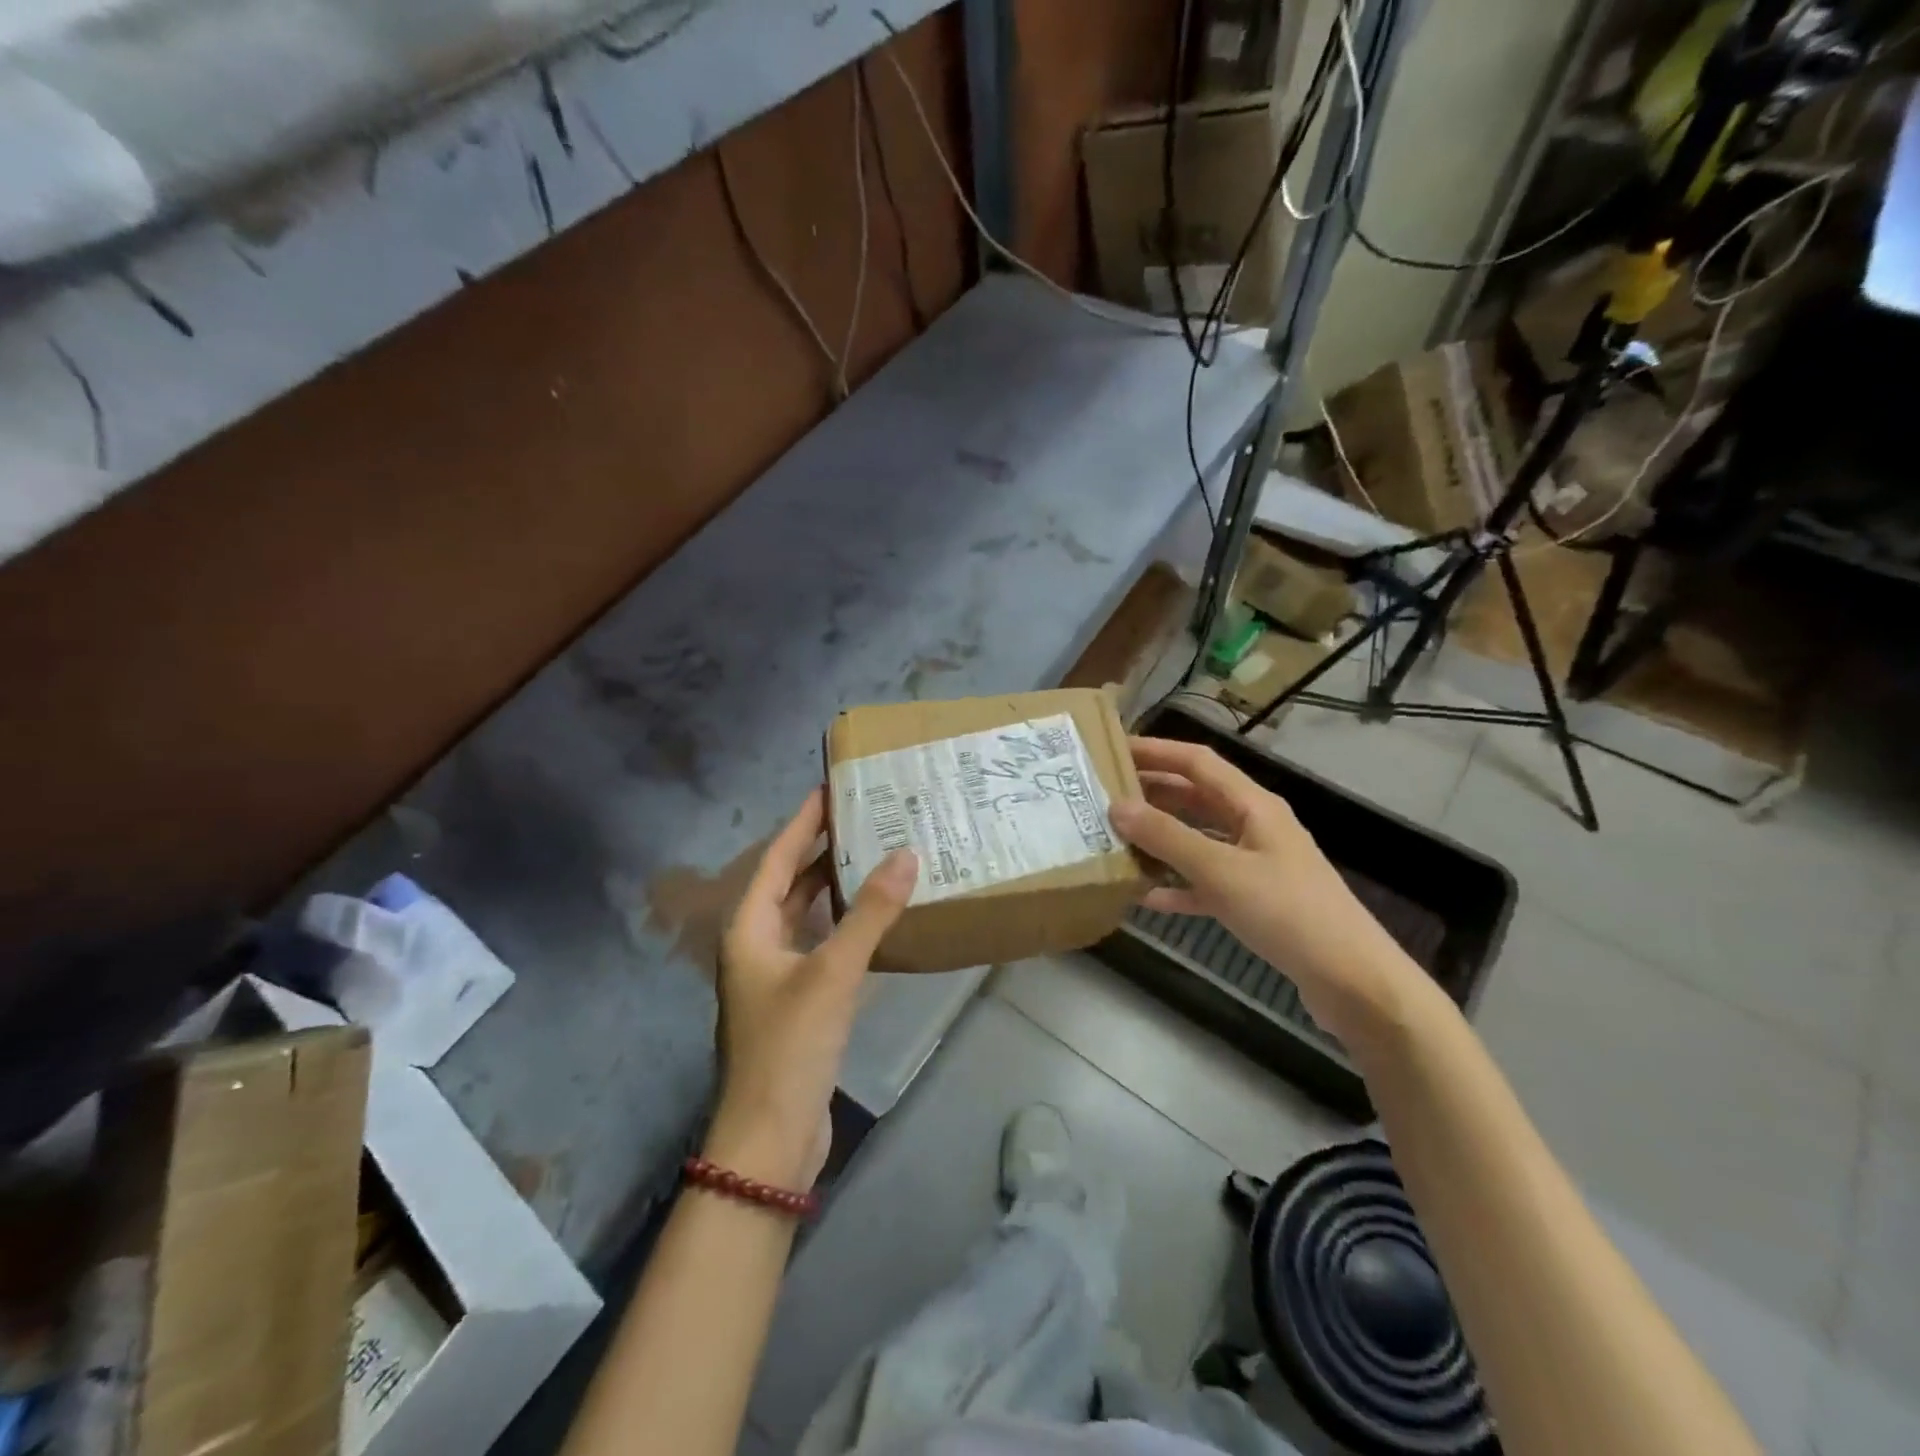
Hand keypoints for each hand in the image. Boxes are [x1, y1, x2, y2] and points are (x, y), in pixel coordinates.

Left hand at [710, 790, 918, 1188]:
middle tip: (864, 818)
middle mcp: (756, 944)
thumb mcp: (832, 972)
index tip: (831, 788)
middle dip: (822, 850)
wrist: (770, 1138)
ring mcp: (775, 974)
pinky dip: (844, 924)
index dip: (803, 821)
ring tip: (875, 855)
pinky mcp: (798, 1000)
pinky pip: (821, 944)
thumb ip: (870, 913)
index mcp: (748, 928)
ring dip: (835, 887)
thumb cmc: (790, 1045)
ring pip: (806, 914)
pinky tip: (875, 917)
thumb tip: (907, 854)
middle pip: (789, 882)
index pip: (777, 857)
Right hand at [1110, 737, 1418, 1046]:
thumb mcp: (1222, 871)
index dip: (1156, 750)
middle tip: (1103, 795)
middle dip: (1152, 793)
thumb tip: (1117, 806)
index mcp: (1254, 806)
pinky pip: (1205, 882)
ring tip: (1115, 838)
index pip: (1197, 762)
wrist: (1352, 980)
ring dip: (1160, 838)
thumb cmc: (1288, 912)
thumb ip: (1168, 838)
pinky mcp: (1254, 900)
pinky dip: (1177, 884)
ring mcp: (1255, 864)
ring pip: (1198, 839)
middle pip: (1195, 798)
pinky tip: (1145, 895)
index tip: (1113, 749)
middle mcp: (1254, 826)